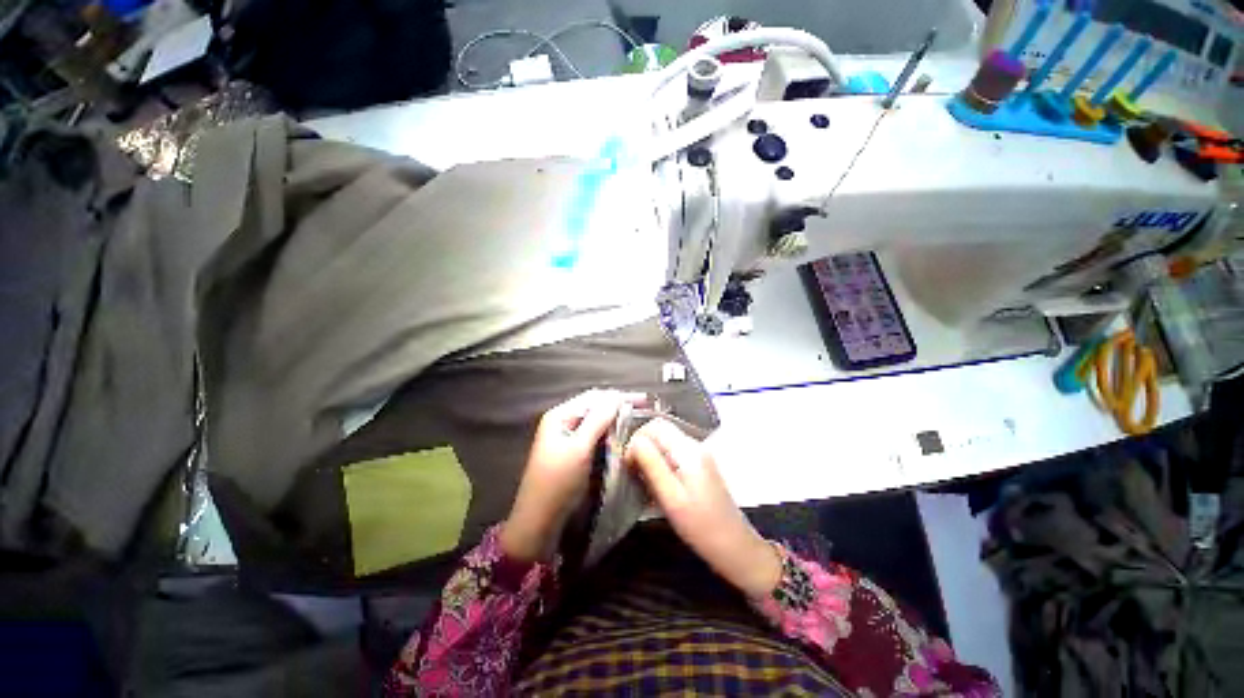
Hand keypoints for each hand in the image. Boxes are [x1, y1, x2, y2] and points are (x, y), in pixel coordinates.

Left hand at [501, 390, 644, 562]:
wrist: (539, 522)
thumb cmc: (557, 482)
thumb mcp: (579, 449)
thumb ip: (598, 420)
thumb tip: (617, 397)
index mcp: (560, 415)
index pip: (594, 397)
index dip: (619, 397)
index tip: (644, 400)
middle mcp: (563, 421)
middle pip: (595, 407)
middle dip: (618, 406)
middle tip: (645, 408)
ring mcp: (567, 437)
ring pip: (596, 421)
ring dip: (615, 419)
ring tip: (638, 419)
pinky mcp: (573, 452)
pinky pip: (595, 435)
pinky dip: (609, 433)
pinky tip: (623, 435)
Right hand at [625, 419, 781, 598]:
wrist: (735, 547)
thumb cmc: (700, 526)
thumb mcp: (670, 497)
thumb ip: (652, 465)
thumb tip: (634, 442)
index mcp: (688, 450)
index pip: (655, 425)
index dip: (637, 439)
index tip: (628, 465)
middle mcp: (694, 445)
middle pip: (660, 431)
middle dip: (642, 447)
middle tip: (633, 473)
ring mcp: (699, 455)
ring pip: (665, 442)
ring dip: (650, 456)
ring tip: (643, 482)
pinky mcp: (699, 466)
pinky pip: (673, 454)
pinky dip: (660, 464)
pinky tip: (657, 486)